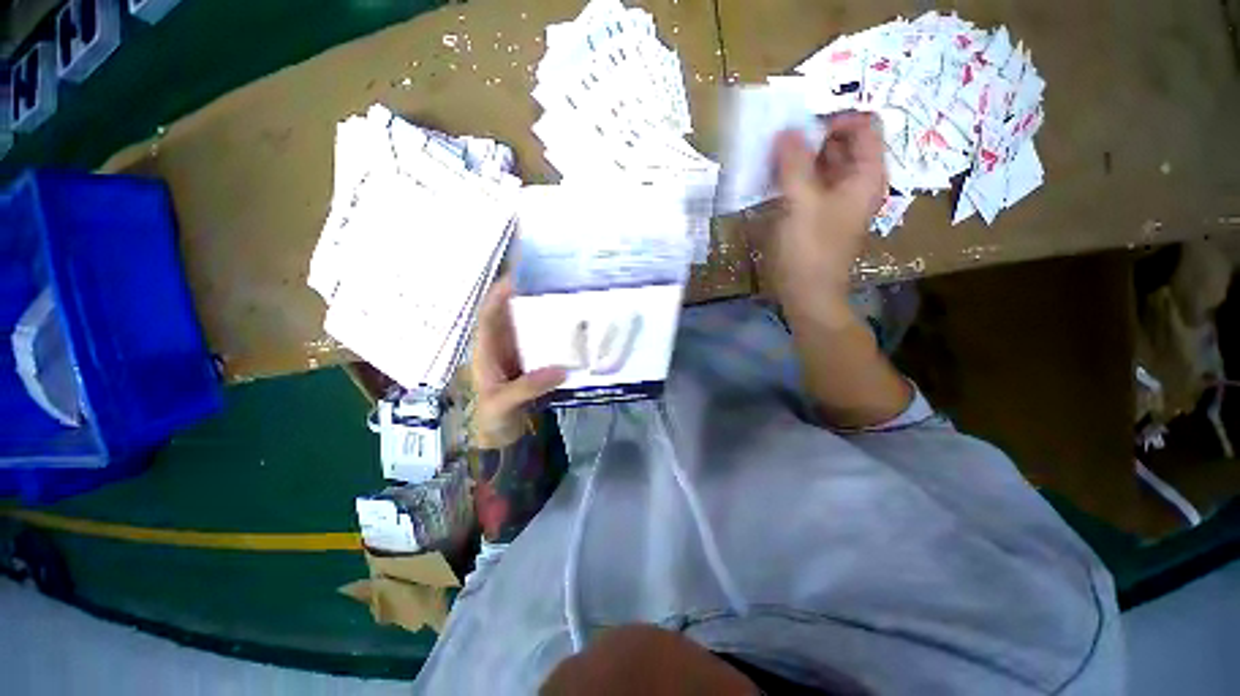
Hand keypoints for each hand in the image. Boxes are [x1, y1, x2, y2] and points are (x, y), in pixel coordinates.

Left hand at [471, 277, 566, 448]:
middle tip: (552, 284)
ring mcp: (518, 353)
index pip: (488, 315)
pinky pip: (542, 342)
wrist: (501, 436)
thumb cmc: (492, 418)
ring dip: (543, 314)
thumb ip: (528, 387)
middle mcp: (501, 346)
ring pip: (528, 327)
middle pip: (511, 315)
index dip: (499, 295)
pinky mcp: (532, 362)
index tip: (518, 278)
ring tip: (566, 301)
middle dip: (526, 297)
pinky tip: (571, 331)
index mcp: (486, 350)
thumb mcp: (504, 403)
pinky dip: (554, 335)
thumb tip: (561, 369)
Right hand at [769, 111, 886, 298]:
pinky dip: (792, 178)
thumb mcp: (801, 203)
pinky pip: (809, 185)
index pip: (864, 126)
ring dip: (798, 158)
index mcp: (865, 175)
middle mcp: (855, 182)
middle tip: (778, 142)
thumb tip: (786, 130)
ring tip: (769, 159)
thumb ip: (794, 164)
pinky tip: (770, 182)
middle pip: (841, 143)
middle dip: (811, 137)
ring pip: (822, 164)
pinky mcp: (818, 214)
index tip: (800, 130)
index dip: (835, 119)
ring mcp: (836, 199)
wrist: (808, 294)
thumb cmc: (810, 250)